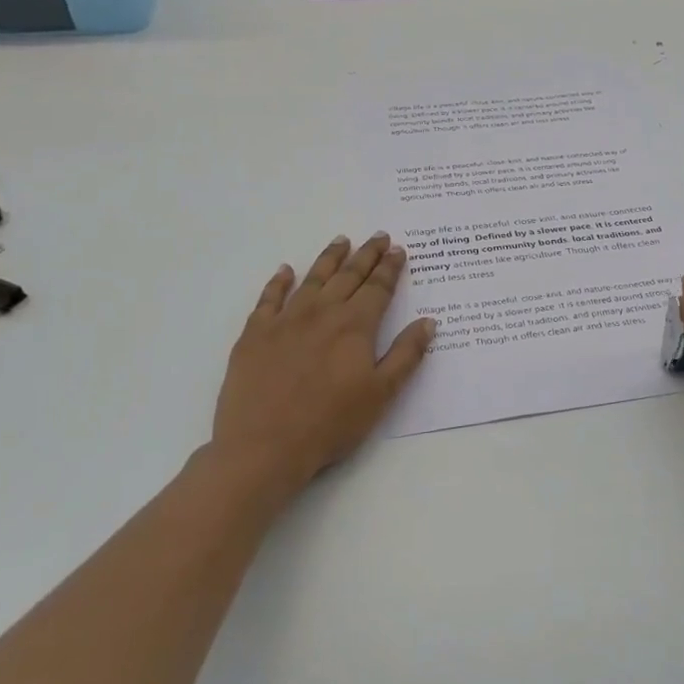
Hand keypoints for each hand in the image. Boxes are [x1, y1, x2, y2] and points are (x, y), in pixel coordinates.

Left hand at [195, 233, 434, 515]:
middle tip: (378, 236)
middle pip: (348, 276)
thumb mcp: (381, 394)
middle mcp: (322, 313)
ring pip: (312, 280)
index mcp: (355, 326)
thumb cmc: (330, 424)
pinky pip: (268, 299)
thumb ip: (406, 355)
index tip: (398, 250)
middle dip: (366, 255)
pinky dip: (278, 282)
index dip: (390, 268)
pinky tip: (285, 271)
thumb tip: (428, 321)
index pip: (377, 288)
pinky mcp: (255, 334)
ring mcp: (285, 321)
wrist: (263, 446)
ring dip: (329, 259)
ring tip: (341, 241)